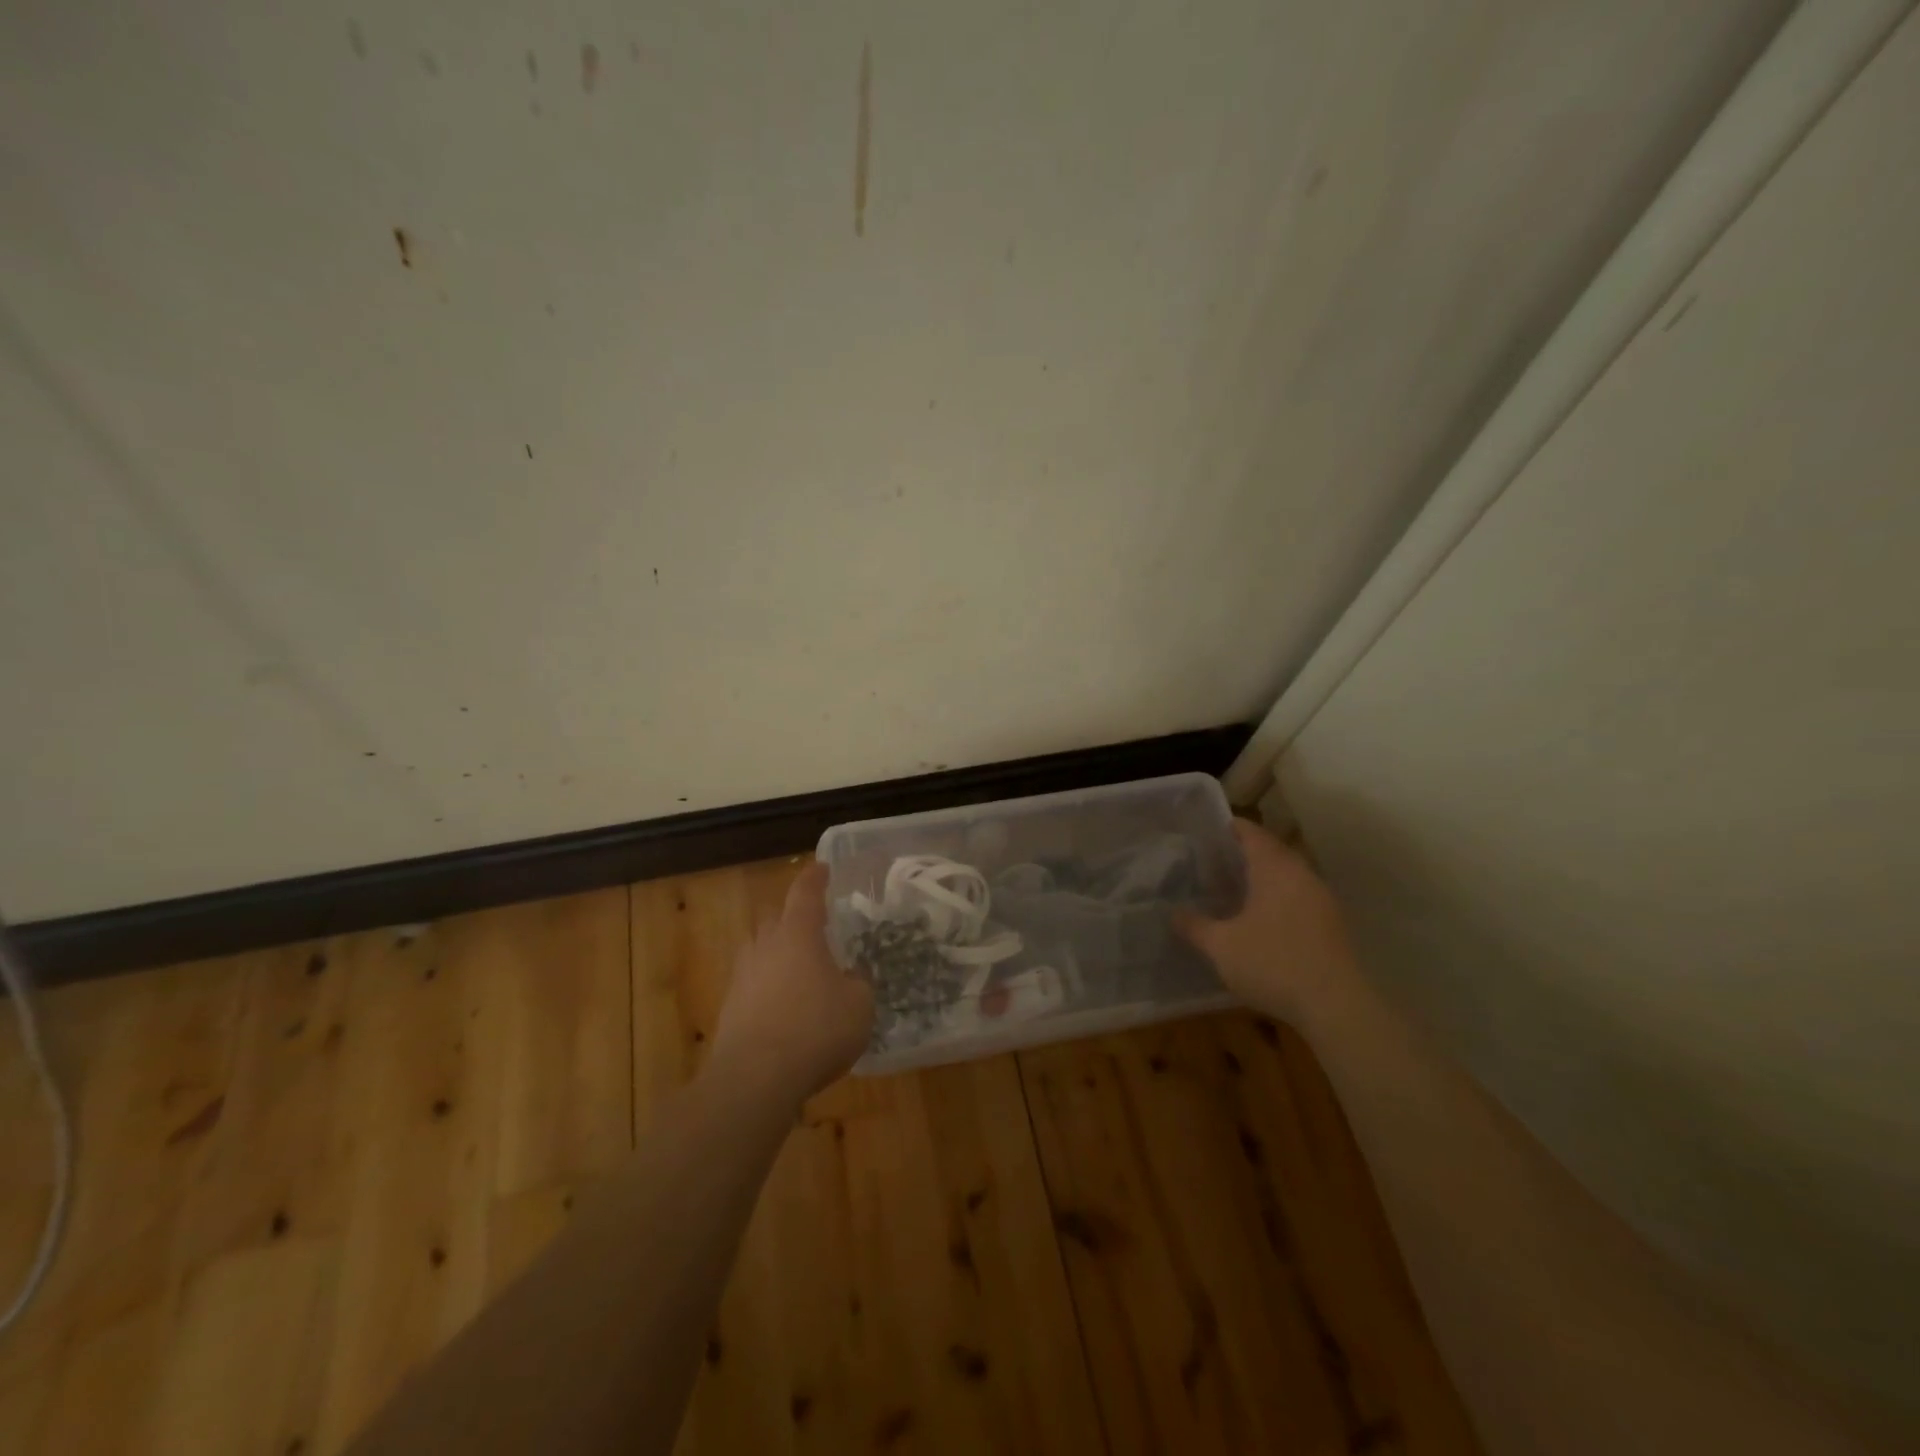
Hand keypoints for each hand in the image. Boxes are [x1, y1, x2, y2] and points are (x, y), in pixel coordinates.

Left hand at [710, 863, 874, 1106]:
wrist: (754, 1078)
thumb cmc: (816, 1030)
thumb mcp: (859, 1006)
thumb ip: (859, 983)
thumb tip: (853, 977)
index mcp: (798, 934)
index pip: (806, 893)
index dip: (815, 878)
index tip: (822, 868)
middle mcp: (765, 946)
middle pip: (777, 918)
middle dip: (794, 918)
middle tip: (815, 928)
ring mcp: (742, 977)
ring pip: (761, 951)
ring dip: (778, 954)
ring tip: (800, 970)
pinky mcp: (730, 1008)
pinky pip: (753, 984)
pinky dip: (769, 988)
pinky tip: (785, 1009)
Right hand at [1176, 818, 1360, 1027]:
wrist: (1335, 1006)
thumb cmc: (1273, 963)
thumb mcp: (1222, 946)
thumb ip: (1196, 927)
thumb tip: (1174, 914)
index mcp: (1274, 869)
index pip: (1253, 834)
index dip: (1233, 827)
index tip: (1213, 829)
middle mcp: (1301, 876)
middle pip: (1273, 852)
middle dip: (1248, 852)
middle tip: (1217, 860)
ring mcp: (1322, 900)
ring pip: (1289, 876)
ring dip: (1266, 877)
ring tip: (1236, 888)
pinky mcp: (1332, 925)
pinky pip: (1300, 897)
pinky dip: (1280, 898)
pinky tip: (1262, 918)